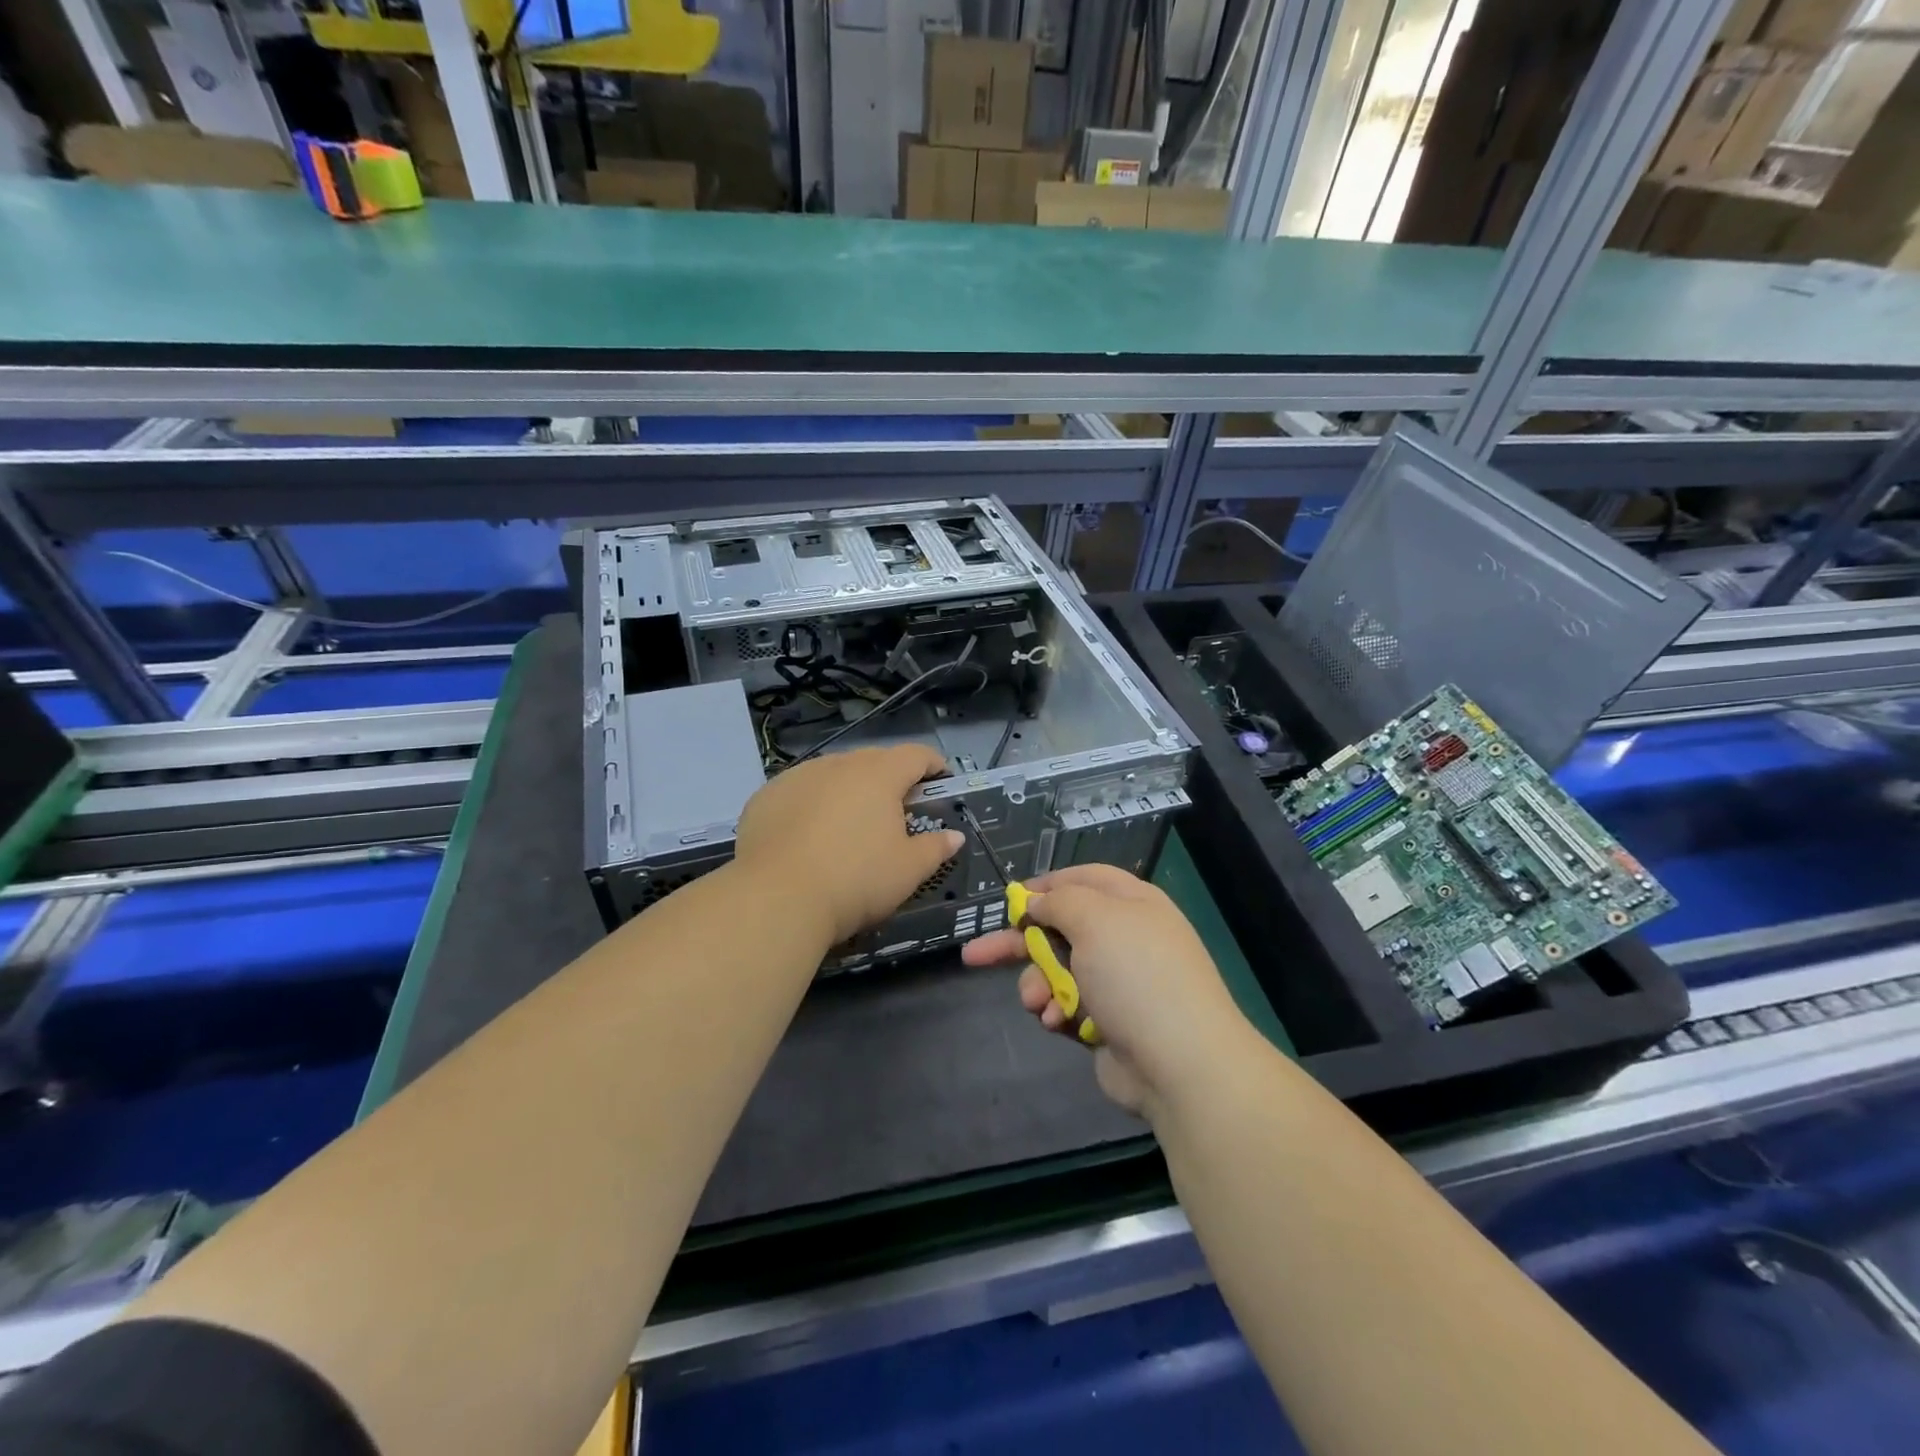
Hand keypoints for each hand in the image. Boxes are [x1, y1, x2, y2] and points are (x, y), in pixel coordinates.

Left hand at [733, 744, 962, 947]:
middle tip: (897, 809)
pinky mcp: (766, 796)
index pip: (915, 755)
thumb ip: (935, 848)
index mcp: (879, 775)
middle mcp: (838, 764)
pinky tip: (808, 834)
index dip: (932, 764)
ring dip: (848, 790)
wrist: (776, 898)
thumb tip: (954, 836)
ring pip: (833, 774)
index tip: (939, 779)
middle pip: (873, 761)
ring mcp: (798, 777)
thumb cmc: (856, 880)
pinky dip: (811, 804)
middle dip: (890, 779)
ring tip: (850, 822)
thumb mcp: (907, 871)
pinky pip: (799, 792)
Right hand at [962, 864, 1249, 1116]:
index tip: (1010, 899)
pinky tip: (1057, 1022)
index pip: (1083, 879)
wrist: (1180, 1064)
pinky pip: (1067, 1005)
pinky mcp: (1107, 1021)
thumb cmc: (1136, 976)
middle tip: (976, 954)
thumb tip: (1037, 902)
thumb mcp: (1094, 919)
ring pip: (1056, 971)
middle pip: (1060, 928)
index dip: (1046, 885)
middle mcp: (1124, 938)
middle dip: (1019, 943)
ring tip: (1038, 1003)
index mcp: (1131, 903)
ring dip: (1039, 984)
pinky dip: (1057, 1011)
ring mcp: (1117, 982)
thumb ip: (1058, 902)